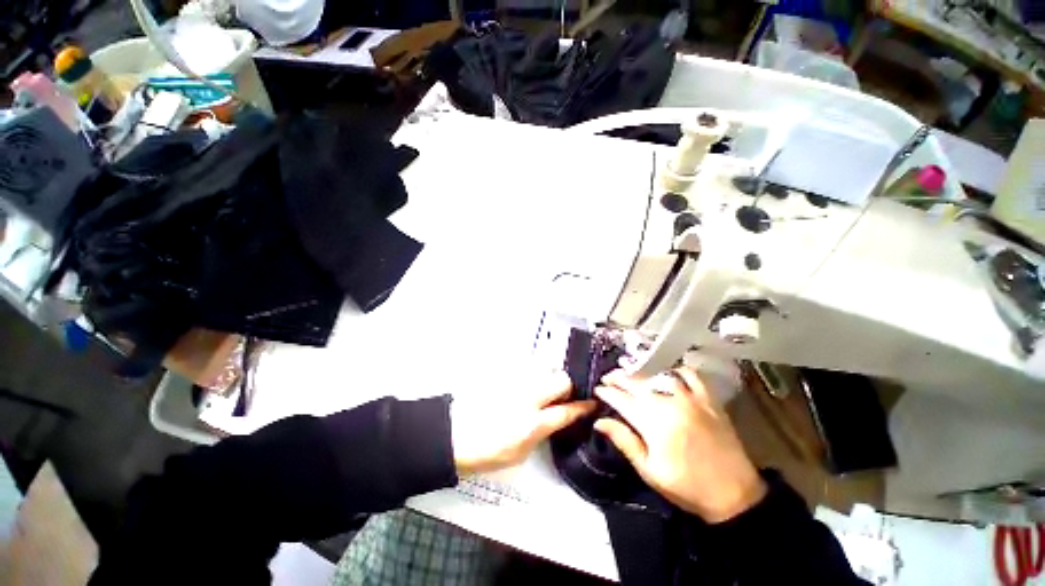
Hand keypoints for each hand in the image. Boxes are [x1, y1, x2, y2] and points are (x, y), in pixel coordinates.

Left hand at [451, 370, 595, 474]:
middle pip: (561, 379)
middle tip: (560, 396)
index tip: (591, 405)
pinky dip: (531, 375)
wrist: (454, 434)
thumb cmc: (485, 450)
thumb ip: (541, 433)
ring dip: (548, 379)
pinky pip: (527, 368)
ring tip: (540, 390)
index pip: (567, 411)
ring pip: (545, 369)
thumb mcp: (520, 454)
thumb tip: (553, 420)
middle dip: (566, 387)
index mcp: (533, 423)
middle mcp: (527, 397)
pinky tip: (523, 386)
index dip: (583, 408)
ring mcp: (515, 382)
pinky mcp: (504, 374)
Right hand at [594, 368, 765, 522]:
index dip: (607, 392)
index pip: (621, 400)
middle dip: (619, 378)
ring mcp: (691, 399)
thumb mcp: (649, 470)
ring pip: (658, 375)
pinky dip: (677, 370)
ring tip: (630, 372)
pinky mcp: (709, 399)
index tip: (597, 390)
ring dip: (641, 372)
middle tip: (607, 377)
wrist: (734, 495)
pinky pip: (691, 375)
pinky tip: (668, 373)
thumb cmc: (686, 487)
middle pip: (637, 383)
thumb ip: (624, 441)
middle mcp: (670, 403)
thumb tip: (598, 422)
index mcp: (653, 423)